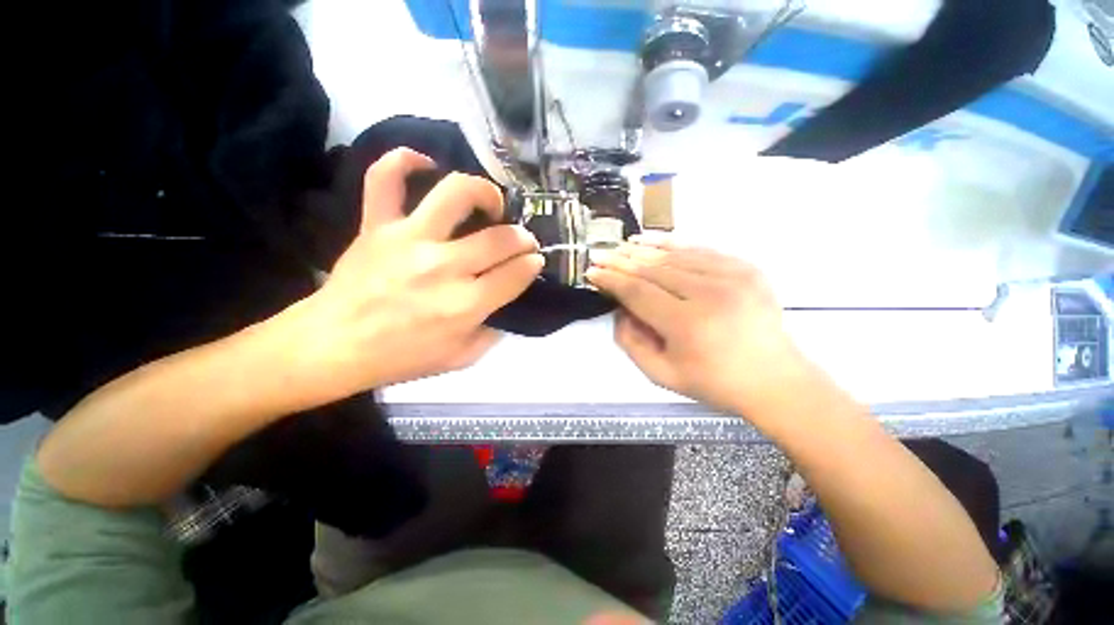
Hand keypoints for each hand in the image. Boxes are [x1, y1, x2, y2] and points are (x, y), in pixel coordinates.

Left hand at [283, 148, 542, 402]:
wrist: (334, 345)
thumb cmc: (401, 357)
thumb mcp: (460, 359)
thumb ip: (490, 334)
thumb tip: (503, 307)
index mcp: (465, 304)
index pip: (516, 274)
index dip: (533, 265)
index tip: (535, 261)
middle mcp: (444, 266)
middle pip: (499, 238)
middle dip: (523, 238)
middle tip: (522, 241)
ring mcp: (409, 239)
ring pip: (456, 194)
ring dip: (484, 192)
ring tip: (491, 203)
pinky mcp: (377, 225)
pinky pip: (385, 178)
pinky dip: (404, 161)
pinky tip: (425, 163)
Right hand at [587, 234, 814, 418]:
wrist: (775, 379)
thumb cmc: (714, 383)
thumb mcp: (661, 374)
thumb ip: (631, 342)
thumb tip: (620, 310)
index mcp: (688, 325)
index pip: (638, 292)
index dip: (612, 280)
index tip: (592, 272)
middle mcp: (710, 294)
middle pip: (654, 269)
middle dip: (621, 261)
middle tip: (599, 254)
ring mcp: (733, 276)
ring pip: (675, 255)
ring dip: (643, 250)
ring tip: (621, 246)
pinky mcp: (746, 268)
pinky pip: (700, 250)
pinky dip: (673, 244)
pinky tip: (653, 242)